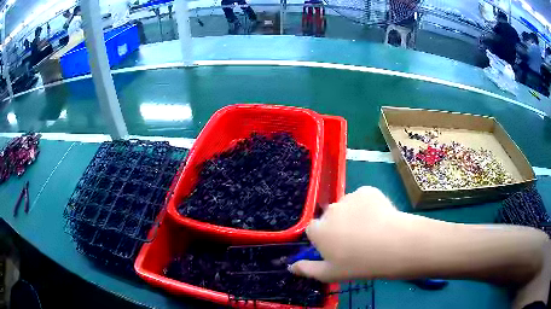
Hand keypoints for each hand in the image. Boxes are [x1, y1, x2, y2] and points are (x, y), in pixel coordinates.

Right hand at [289, 186, 411, 281]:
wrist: (393, 245)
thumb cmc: (359, 264)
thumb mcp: (330, 274)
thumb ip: (307, 269)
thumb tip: (290, 267)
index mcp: (318, 230)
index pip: (314, 230)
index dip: (324, 239)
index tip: (337, 248)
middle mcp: (330, 210)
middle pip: (331, 217)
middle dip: (338, 226)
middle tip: (356, 241)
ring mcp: (349, 197)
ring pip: (347, 206)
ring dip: (353, 214)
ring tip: (371, 230)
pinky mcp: (367, 190)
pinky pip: (363, 198)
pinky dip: (368, 205)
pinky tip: (380, 218)